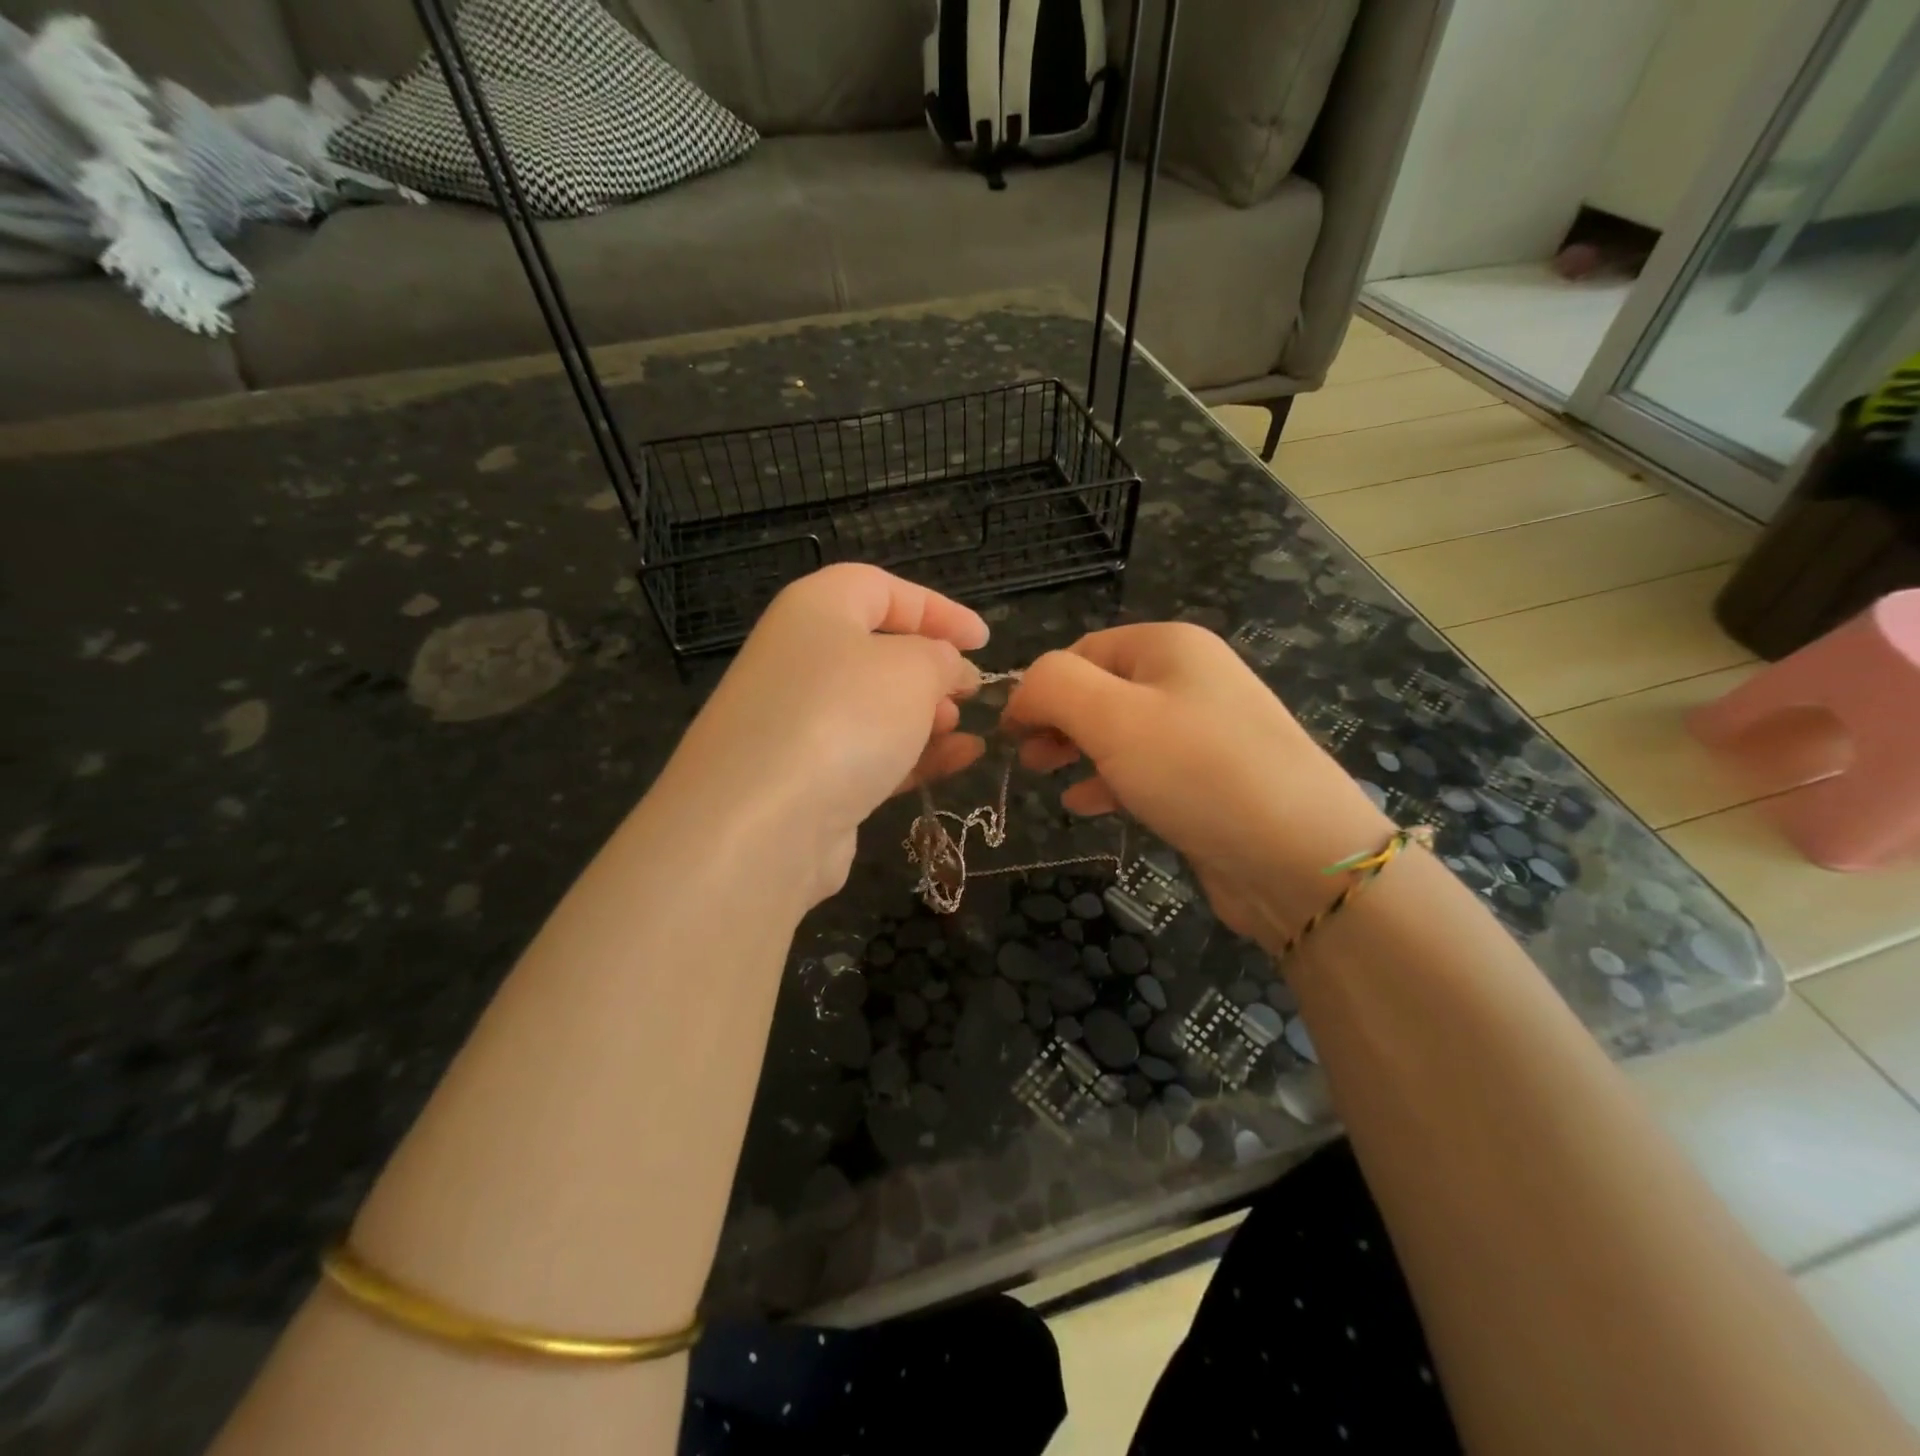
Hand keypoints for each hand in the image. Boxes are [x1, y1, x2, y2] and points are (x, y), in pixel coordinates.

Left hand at [659, 564, 988, 905]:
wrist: (761, 825)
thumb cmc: (843, 717)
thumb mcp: (912, 669)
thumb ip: (942, 657)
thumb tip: (949, 669)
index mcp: (816, 609)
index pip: (881, 589)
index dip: (938, 609)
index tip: (983, 640)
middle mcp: (800, 659)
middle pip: (877, 651)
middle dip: (932, 669)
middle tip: (971, 692)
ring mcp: (798, 723)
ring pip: (874, 708)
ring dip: (925, 716)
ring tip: (964, 731)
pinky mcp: (806, 778)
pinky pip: (869, 754)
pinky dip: (913, 755)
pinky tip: (959, 762)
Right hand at [1004, 623, 1389, 946]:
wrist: (1298, 855)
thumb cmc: (1196, 771)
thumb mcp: (1110, 716)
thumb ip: (1052, 687)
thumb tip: (1021, 694)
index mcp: (1169, 646)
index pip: (1083, 651)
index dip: (1040, 687)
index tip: (1008, 733)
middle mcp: (1190, 678)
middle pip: (1101, 688)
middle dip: (1057, 719)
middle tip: (1024, 757)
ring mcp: (1205, 732)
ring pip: (1121, 731)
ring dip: (1078, 750)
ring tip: (1045, 777)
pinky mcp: (1210, 780)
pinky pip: (1146, 769)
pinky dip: (1110, 781)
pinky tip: (1087, 805)